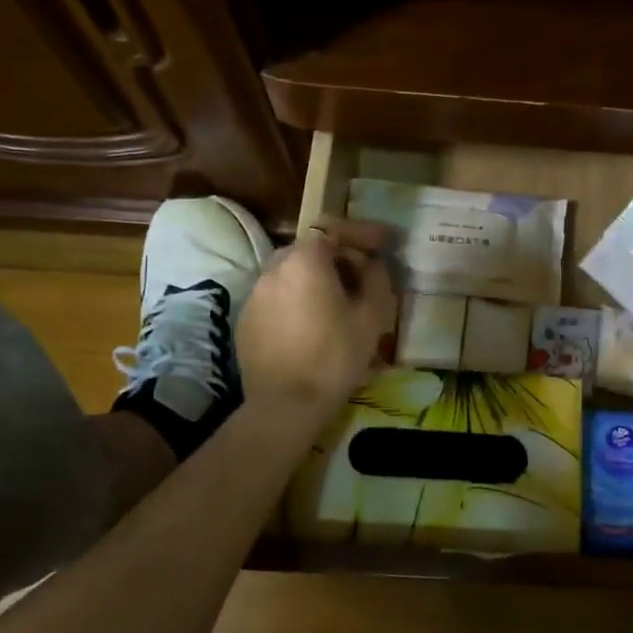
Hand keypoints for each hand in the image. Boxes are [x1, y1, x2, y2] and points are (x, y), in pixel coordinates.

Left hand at [238, 216, 395, 413]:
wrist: (286, 405)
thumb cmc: (335, 356)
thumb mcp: (372, 316)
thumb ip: (376, 278)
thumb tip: (372, 264)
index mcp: (305, 260)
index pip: (334, 228)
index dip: (363, 233)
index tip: (386, 243)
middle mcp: (274, 267)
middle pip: (312, 248)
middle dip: (340, 256)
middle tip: (365, 276)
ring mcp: (255, 293)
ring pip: (293, 273)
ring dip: (318, 278)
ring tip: (340, 302)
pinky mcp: (246, 318)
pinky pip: (278, 296)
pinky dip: (298, 299)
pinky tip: (314, 324)